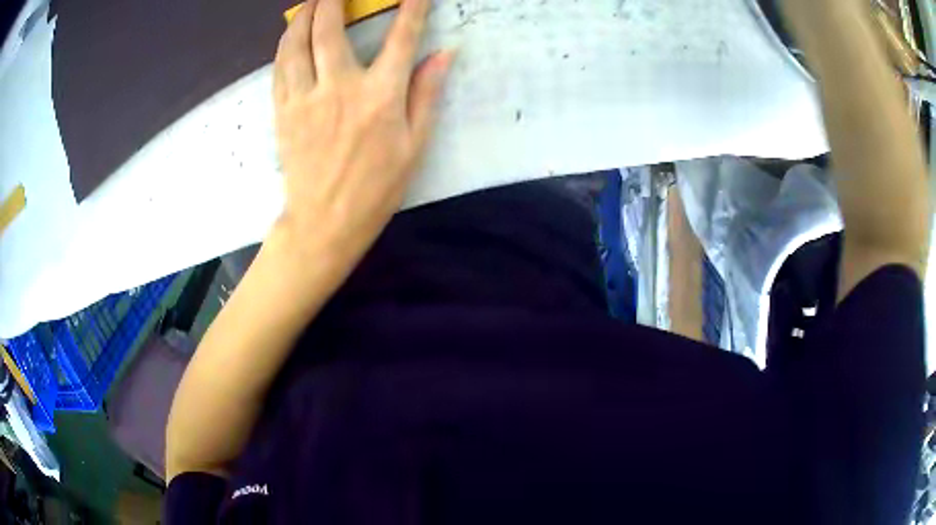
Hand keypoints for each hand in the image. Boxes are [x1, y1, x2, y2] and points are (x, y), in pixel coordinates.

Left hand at [272, 0, 452, 262]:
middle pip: (329, 29)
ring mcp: (305, 98)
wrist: (324, 222)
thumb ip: (426, 93)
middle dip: (332, 0)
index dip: (411, 8)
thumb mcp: (415, 145)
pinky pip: (280, 68)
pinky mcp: (283, 112)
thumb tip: (444, 53)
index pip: (401, 38)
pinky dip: (285, 45)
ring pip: (296, 44)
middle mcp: (339, 88)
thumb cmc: (376, 188)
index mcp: (380, 97)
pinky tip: (291, 35)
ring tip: (310, 3)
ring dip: (303, 17)